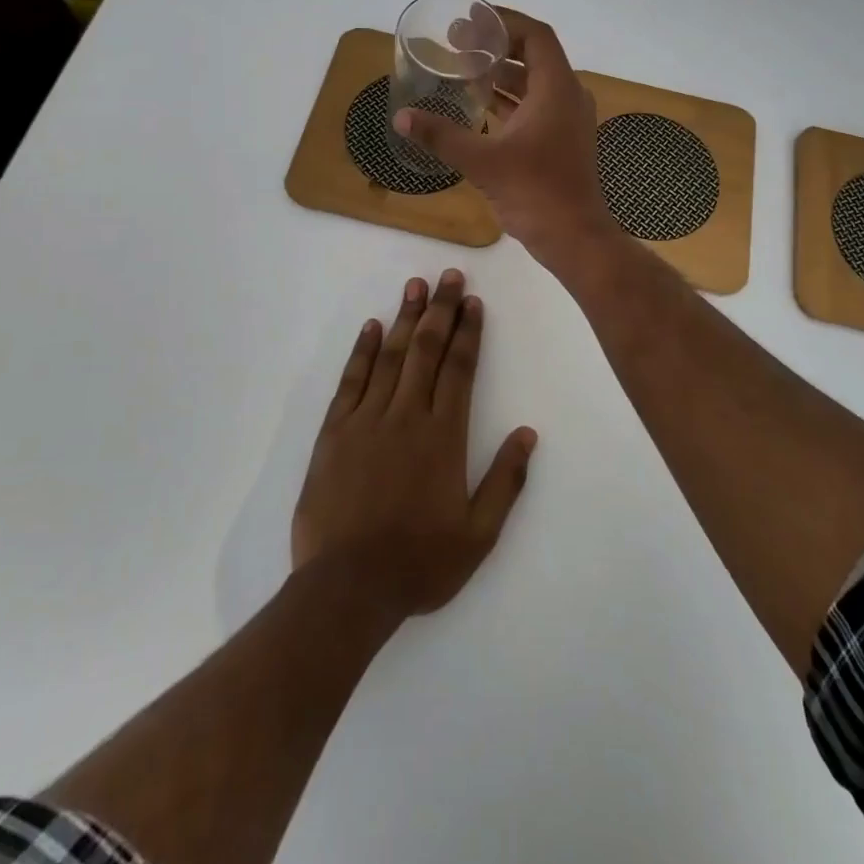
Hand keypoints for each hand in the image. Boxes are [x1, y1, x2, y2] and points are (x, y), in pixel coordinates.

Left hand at [292, 270, 537, 618]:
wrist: (347, 588)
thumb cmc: (419, 563)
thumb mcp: (478, 535)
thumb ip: (506, 481)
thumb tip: (528, 433)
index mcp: (444, 436)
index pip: (460, 369)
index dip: (469, 332)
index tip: (474, 302)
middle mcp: (407, 416)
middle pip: (426, 350)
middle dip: (441, 310)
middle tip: (449, 276)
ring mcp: (367, 419)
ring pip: (390, 356)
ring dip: (404, 318)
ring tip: (415, 285)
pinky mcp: (334, 431)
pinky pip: (351, 380)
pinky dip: (362, 351)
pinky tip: (371, 327)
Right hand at [392, 8, 617, 267]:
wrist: (574, 238)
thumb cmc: (535, 192)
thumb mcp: (483, 161)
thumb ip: (441, 135)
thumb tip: (401, 117)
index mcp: (556, 89)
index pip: (535, 36)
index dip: (503, 22)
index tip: (469, 20)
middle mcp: (567, 96)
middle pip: (533, 55)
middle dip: (495, 46)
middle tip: (456, 42)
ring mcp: (567, 120)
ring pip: (533, 83)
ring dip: (501, 73)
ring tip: (462, 68)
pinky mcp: (561, 140)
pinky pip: (535, 106)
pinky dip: (509, 99)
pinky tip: (478, 105)